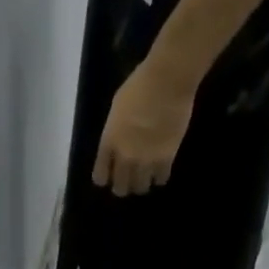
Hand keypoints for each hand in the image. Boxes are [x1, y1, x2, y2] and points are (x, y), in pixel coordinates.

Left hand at [93, 58, 196, 196]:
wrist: (168, 80)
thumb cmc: (140, 83)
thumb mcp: (117, 107)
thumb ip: (115, 130)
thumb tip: (119, 140)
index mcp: (110, 141)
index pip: (100, 176)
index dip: (104, 177)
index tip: (109, 175)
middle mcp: (125, 156)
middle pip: (120, 188)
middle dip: (123, 186)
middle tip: (129, 179)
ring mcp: (145, 160)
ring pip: (140, 188)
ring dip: (142, 183)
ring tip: (146, 175)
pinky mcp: (165, 159)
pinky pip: (160, 180)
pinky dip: (160, 177)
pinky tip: (161, 169)